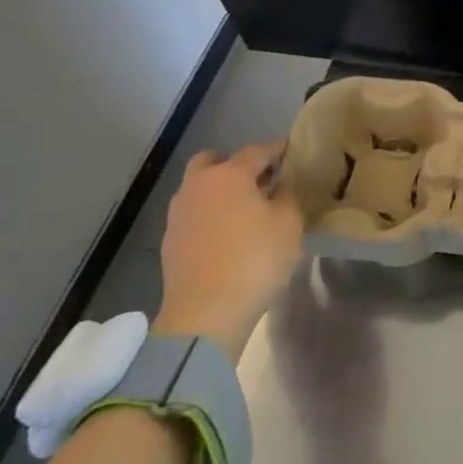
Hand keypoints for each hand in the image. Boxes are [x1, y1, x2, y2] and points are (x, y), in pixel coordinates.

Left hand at [156, 141, 301, 362]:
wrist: (205, 313)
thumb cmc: (256, 259)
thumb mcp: (289, 223)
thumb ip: (288, 195)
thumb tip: (283, 182)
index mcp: (229, 175)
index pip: (257, 151)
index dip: (277, 149)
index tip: (291, 150)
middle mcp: (198, 186)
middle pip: (214, 161)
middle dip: (236, 165)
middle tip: (260, 180)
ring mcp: (179, 214)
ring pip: (200, 188)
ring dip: (220, 191)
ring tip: (246, 209)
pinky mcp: (170, 241)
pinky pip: (194, 214)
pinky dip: (210, 215)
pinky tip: (228, 234)